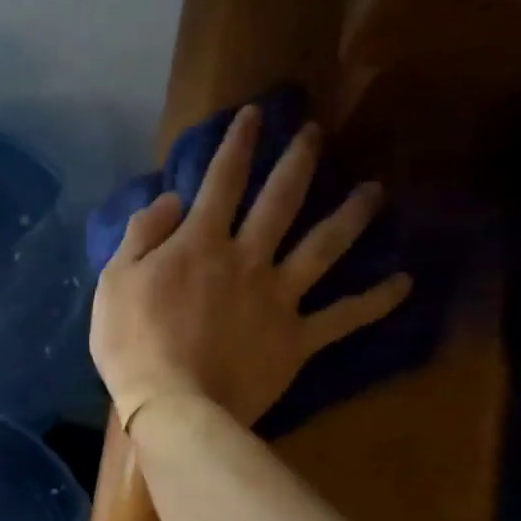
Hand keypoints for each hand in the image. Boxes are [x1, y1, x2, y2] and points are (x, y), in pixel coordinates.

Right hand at [91, 106, 412, 426]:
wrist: (172, 405)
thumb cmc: (132, 344)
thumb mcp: (115, 280)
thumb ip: (144, 233)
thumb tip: (174, 199)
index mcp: (201, 243)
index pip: (222, 180)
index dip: (238, 143)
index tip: (255, 115)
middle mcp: (248, 258)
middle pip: (281, 200)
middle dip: (299, 161)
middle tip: (317, 134)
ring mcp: (279, 298)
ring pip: (324, 247)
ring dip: (352, 216)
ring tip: (376, 191)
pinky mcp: (298, 339)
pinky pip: (344, 317)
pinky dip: (376, 300)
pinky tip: (405, 282)